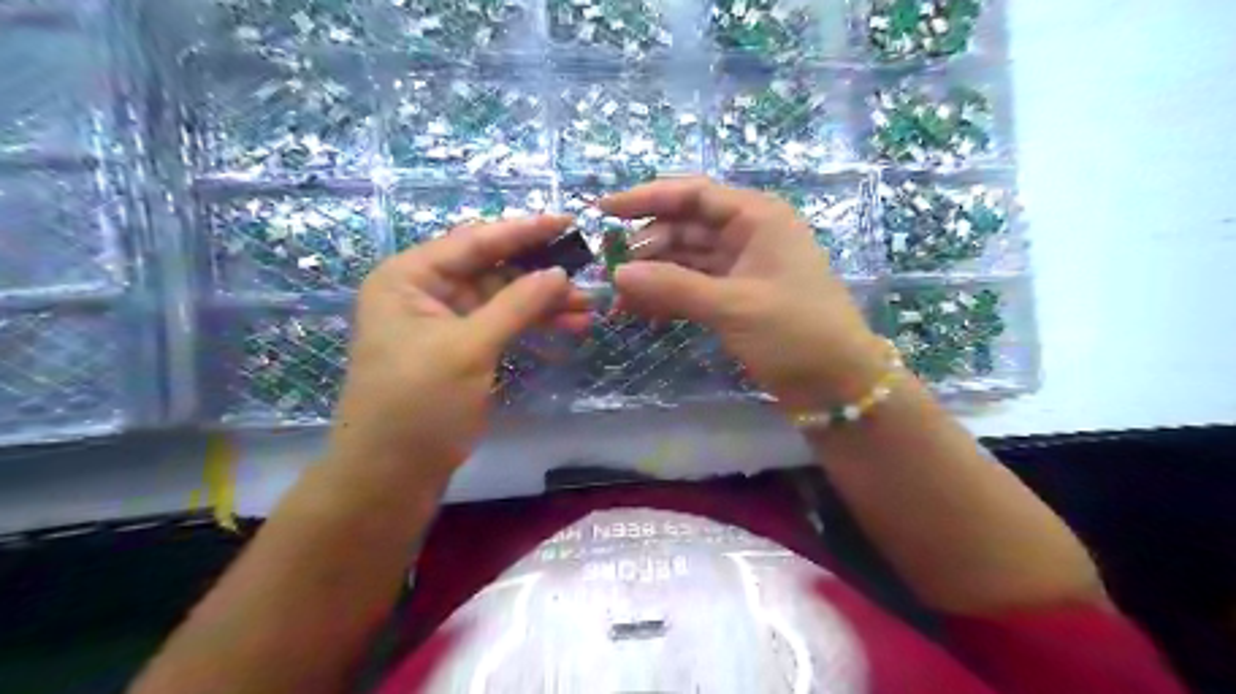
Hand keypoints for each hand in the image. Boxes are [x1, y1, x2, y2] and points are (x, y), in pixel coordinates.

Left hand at [326, 217, 590, 487]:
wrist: (391, 474)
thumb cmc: (419, 403)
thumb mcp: (469, 348)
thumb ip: (517, 305)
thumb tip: (560, 273)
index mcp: (410, 277)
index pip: (474, 241)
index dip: (524, 231)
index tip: (569, 221)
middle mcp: (425, 291)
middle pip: (492, 269)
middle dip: (540, 274)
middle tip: (588, 275)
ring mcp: (445, 322)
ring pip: (503, 299)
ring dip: (543, 303)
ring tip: (588, 309)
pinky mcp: (461, 349)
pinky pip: (502, 325)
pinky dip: (532, 326)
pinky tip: (568, 328)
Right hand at [602, 176, 883, 409]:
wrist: (837, 384)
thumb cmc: (795, 332)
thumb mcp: (733, 305)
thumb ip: (673, 286)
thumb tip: (618, 273)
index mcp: (757, 217)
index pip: (693, 195)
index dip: (646, 198)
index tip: (604, 210)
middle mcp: (748, 235)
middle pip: (685, 228)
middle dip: (647, 247)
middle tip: (609, 271)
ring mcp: (741, 268)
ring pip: (686, 260)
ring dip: (654, 275)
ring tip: (619, 296)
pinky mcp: (736, 298)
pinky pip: (694, 287)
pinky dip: (669, 296)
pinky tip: (641, 310)